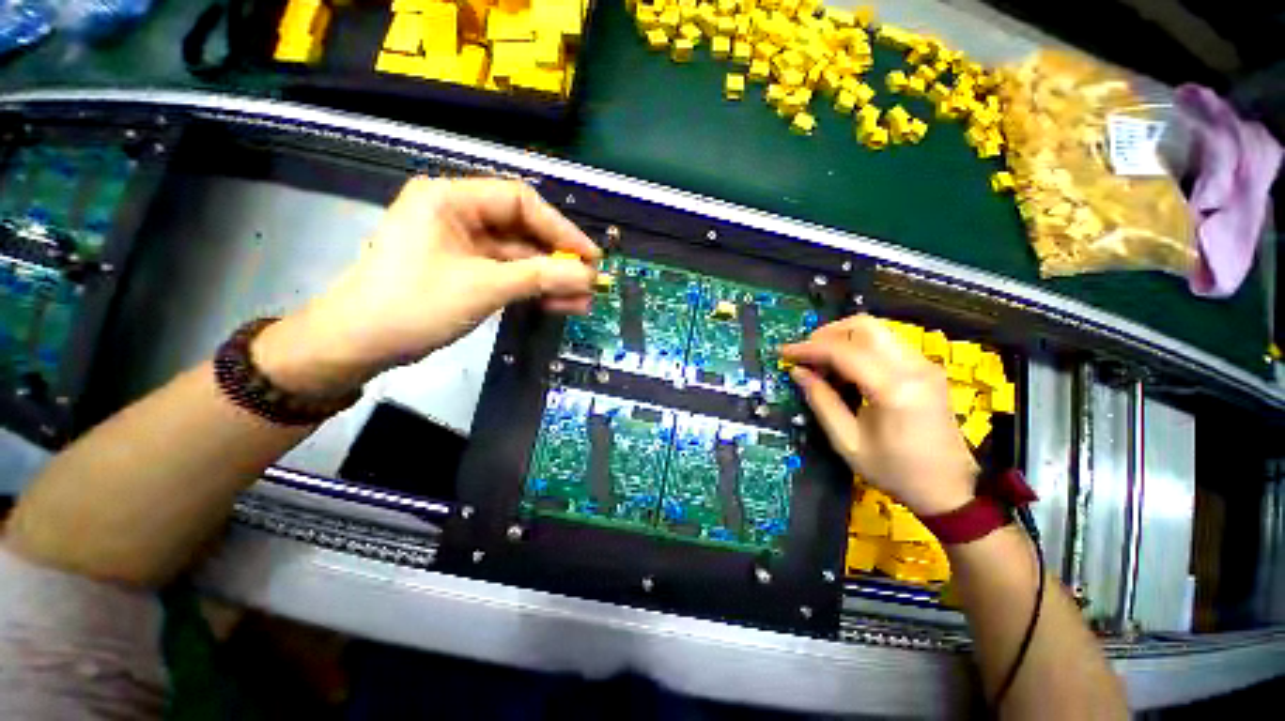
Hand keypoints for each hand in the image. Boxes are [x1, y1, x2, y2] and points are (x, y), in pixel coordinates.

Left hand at [254, 177, 600, 396]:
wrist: (360, 344)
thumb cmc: (414, 304)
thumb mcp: (484, 287)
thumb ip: (540, 277)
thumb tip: (589, 274)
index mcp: (451, 199)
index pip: (520, 201)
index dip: (561, 229)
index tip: (589, 256)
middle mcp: (458, 215)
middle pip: (523, 231)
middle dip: (558, 260)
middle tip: (589, 283)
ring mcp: (463, 246)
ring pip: (519, 258)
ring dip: (551, 280)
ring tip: (581, 302)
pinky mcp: (466, 271)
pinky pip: (508, 275)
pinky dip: (533, 290)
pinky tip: (559, 305)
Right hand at [782, 315, 977, 515]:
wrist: (948, 490)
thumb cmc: (894, 472)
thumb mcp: (847, 442)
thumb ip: (821, 401)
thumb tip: (797, 372)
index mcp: (894, 389)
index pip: (842, 351)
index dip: (807, 349)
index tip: (783, 353)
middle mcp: (914, 367)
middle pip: (864, 326)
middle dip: (827, 334)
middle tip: (806, 354)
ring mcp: (925, 365)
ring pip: (876, 330)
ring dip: (843, 339)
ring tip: (822, 363)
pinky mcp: (927, 369)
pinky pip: (887, 343)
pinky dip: (859, 348)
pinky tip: (846, 370)